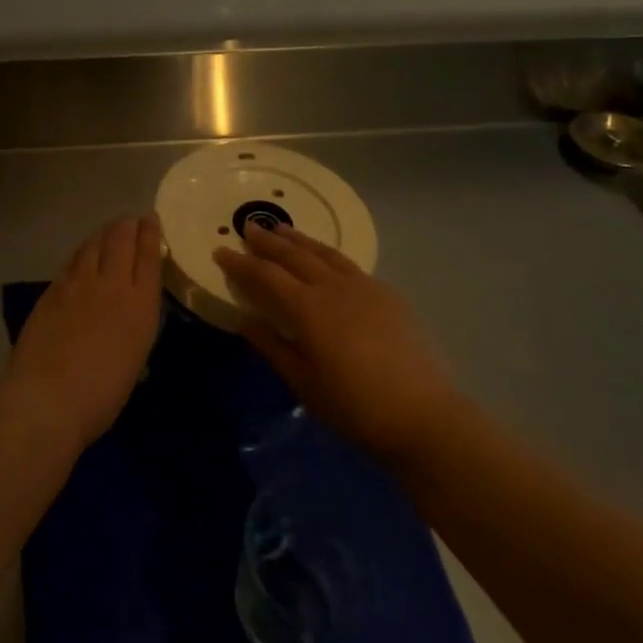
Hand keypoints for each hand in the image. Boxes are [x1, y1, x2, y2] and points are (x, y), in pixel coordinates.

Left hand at [2, 215, 163, 452]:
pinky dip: (82, 253)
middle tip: (130, 221)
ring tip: (108, 231)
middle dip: (127, 225)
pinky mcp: (52, 291)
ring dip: (103, 234)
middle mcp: (111, 284)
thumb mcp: (134, 359)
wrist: (49, 398)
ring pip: (93, 245)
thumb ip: (134, 328)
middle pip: (120, 240)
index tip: (151, 219)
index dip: (151, 234)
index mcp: (140, 304)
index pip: (148, 256)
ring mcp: (78, 284)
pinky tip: (82, 256)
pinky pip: (72, 262)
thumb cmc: (102, 395)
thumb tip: (129, 315)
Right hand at [214, 224, 458, 458]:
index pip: (265, 275)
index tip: (220, 252)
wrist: (422, 415)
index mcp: (308, 308)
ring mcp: (365, 287)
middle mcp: (333, 288)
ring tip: (282, 229)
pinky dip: (327, 255)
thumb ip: (271, 345)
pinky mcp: (388, 295)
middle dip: (268, 241)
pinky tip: (325, 259)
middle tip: (249, 228)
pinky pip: (349, 265)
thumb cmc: (353, 405)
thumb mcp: (302, 381)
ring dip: (299, 240)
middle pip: (294, 255)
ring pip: (325, 253)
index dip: (241, 263)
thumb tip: (243, 319)